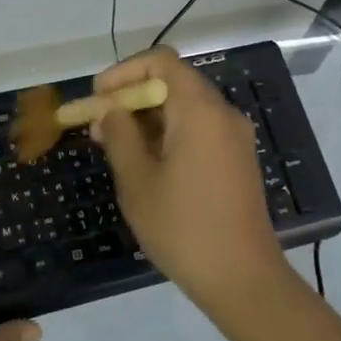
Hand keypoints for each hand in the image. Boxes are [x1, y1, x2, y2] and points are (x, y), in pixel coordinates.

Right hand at [91, 47, 286, 311]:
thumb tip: (109, 109)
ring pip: (184, 109)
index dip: (124, 71)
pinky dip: (168, 135)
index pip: (161, 62)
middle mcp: (223, 113)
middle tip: (97, 126)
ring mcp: (234, 138)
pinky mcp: (237, 160)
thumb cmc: (184, 227)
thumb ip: (119, 136)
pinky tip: (144, 163)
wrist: (243, 279)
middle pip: (173, 83)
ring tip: (113, 147)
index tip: (97, 96)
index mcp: (201, 110)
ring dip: (147, 119)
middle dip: (131, 98)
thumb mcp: (138, 181)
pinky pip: (198, 130)